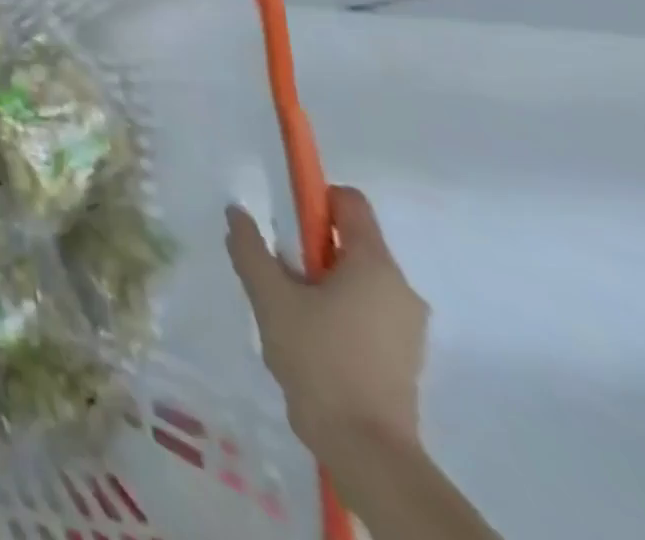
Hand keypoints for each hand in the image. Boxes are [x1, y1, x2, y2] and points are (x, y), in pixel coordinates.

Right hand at [226, 186, 429, 458]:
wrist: (364, 446)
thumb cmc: (317, 357)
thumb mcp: (268, 294)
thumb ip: (249, 247)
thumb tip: (238, 212)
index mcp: (375, 266)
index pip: (350, 204)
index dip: (312, 197)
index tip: (280, 217)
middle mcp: (400, 289)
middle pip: (348, 241)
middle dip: (307, 246)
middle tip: (274, 270)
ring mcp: (406, 325)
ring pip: (353, 277)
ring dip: (316, 279)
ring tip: (284, 308)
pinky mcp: (402, 353)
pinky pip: (362, 307)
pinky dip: (332, 306)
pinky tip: (304, 333)